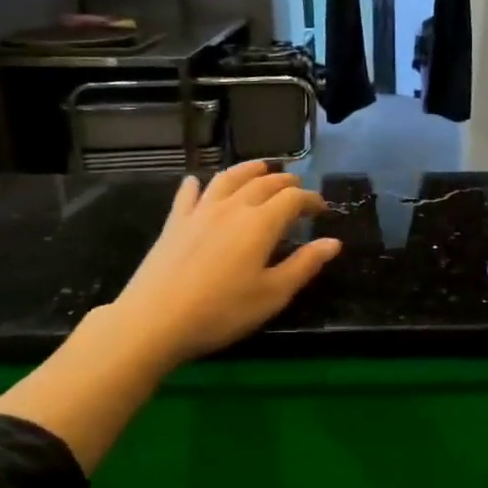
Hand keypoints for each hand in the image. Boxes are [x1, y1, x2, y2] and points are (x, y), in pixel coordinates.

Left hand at [108, 160, 340, 370]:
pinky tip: (197, 182)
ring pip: (228, 179)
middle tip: (297, 189)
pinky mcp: (174, 222)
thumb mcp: (272, 294)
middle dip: (285, 183)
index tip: (322, 209)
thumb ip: (304, 265)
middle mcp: (232, 207)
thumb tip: (333, 242)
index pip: (293, 199)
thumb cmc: (222, 311)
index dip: (311, 200)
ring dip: (248, 170)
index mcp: (261, 223)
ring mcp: (200, 212)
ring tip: (261, 168)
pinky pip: (188, 194)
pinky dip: (198, 185)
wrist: (154, 320)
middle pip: (263, 183)